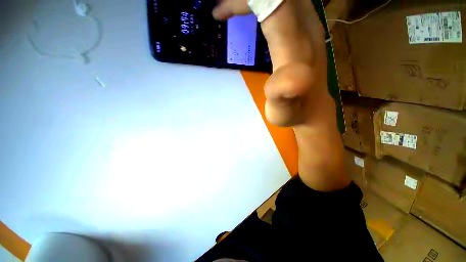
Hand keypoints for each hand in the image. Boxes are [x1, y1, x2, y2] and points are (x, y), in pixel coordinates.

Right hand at [213, 0, 327, 126]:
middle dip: (246, 0)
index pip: (270, 2)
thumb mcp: (283, 109)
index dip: (243, 1)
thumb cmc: (293, 112)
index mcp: (295, 46)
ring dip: (254, 1)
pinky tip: (252, 16)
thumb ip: (283, 93)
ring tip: (233, 8)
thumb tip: (290, 75)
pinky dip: (264, 4)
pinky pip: (285, 4)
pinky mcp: (307, 31)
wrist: (313, 110)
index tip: (219, 13)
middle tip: (224, 8)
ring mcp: (309, 26)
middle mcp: (307, 28)